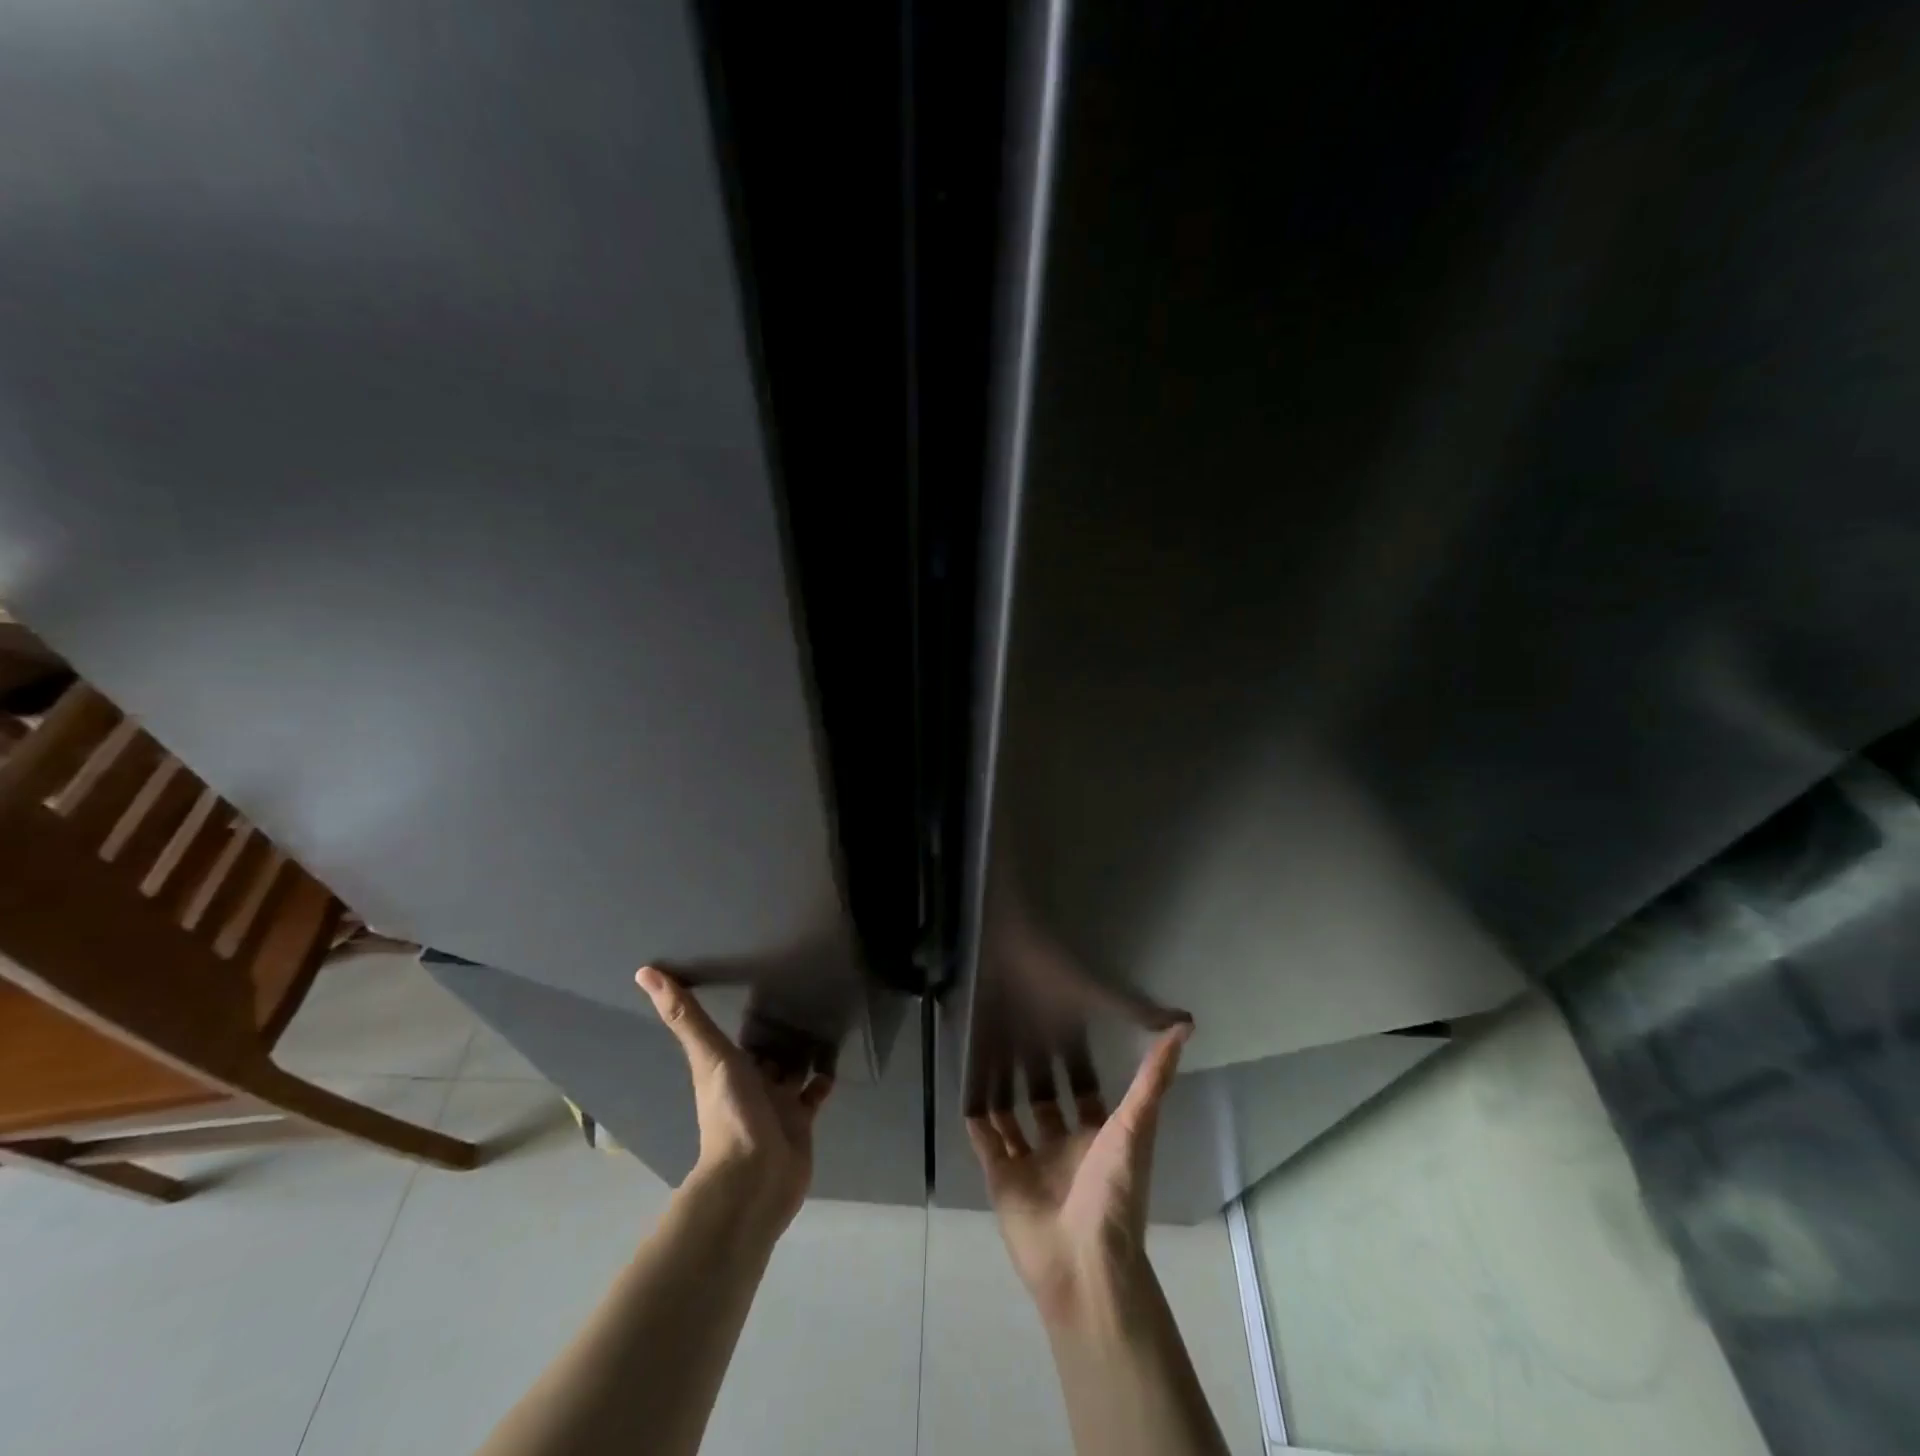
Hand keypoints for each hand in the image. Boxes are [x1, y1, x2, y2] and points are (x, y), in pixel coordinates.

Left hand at [636, 966, 833, 1233]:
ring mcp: (776, 1103)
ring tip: (825, 1015)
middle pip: (766, 1050)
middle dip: (779, 1029)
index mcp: (726, 1068)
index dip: (745, 1011)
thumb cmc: (731, 1114)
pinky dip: (823, 1076)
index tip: (758, 979)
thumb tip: (643, 972)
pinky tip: (835, 1056)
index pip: (736, 1033)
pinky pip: (814, 1092)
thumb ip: (684, 1016)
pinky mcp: (800, 1120)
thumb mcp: (709, 1056)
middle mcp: (750, 1083)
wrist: (756, 1177)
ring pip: (792, 1068)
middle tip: (802, 992)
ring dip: (803, 1048)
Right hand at [967, 1022, 1190, 1328]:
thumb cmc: (1114, 1192)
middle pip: (1045, 1103)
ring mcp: (1031, 1164)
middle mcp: (1063, 1147)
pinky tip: (964, 1088)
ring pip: (1011, 1119)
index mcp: (1096, 1137)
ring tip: (984, 1051)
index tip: (1061, 1023)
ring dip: (1000, 1093)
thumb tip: (1184, 1026)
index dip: (1076, 1063)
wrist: (1083, 1263)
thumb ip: (1153, 1079)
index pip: (1084, 1091)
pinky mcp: (1001, 1180)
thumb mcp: (1137, 1126)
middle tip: (1014, 1029)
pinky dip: (974, 1119)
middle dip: (1033, 1074)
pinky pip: (984, 1142)